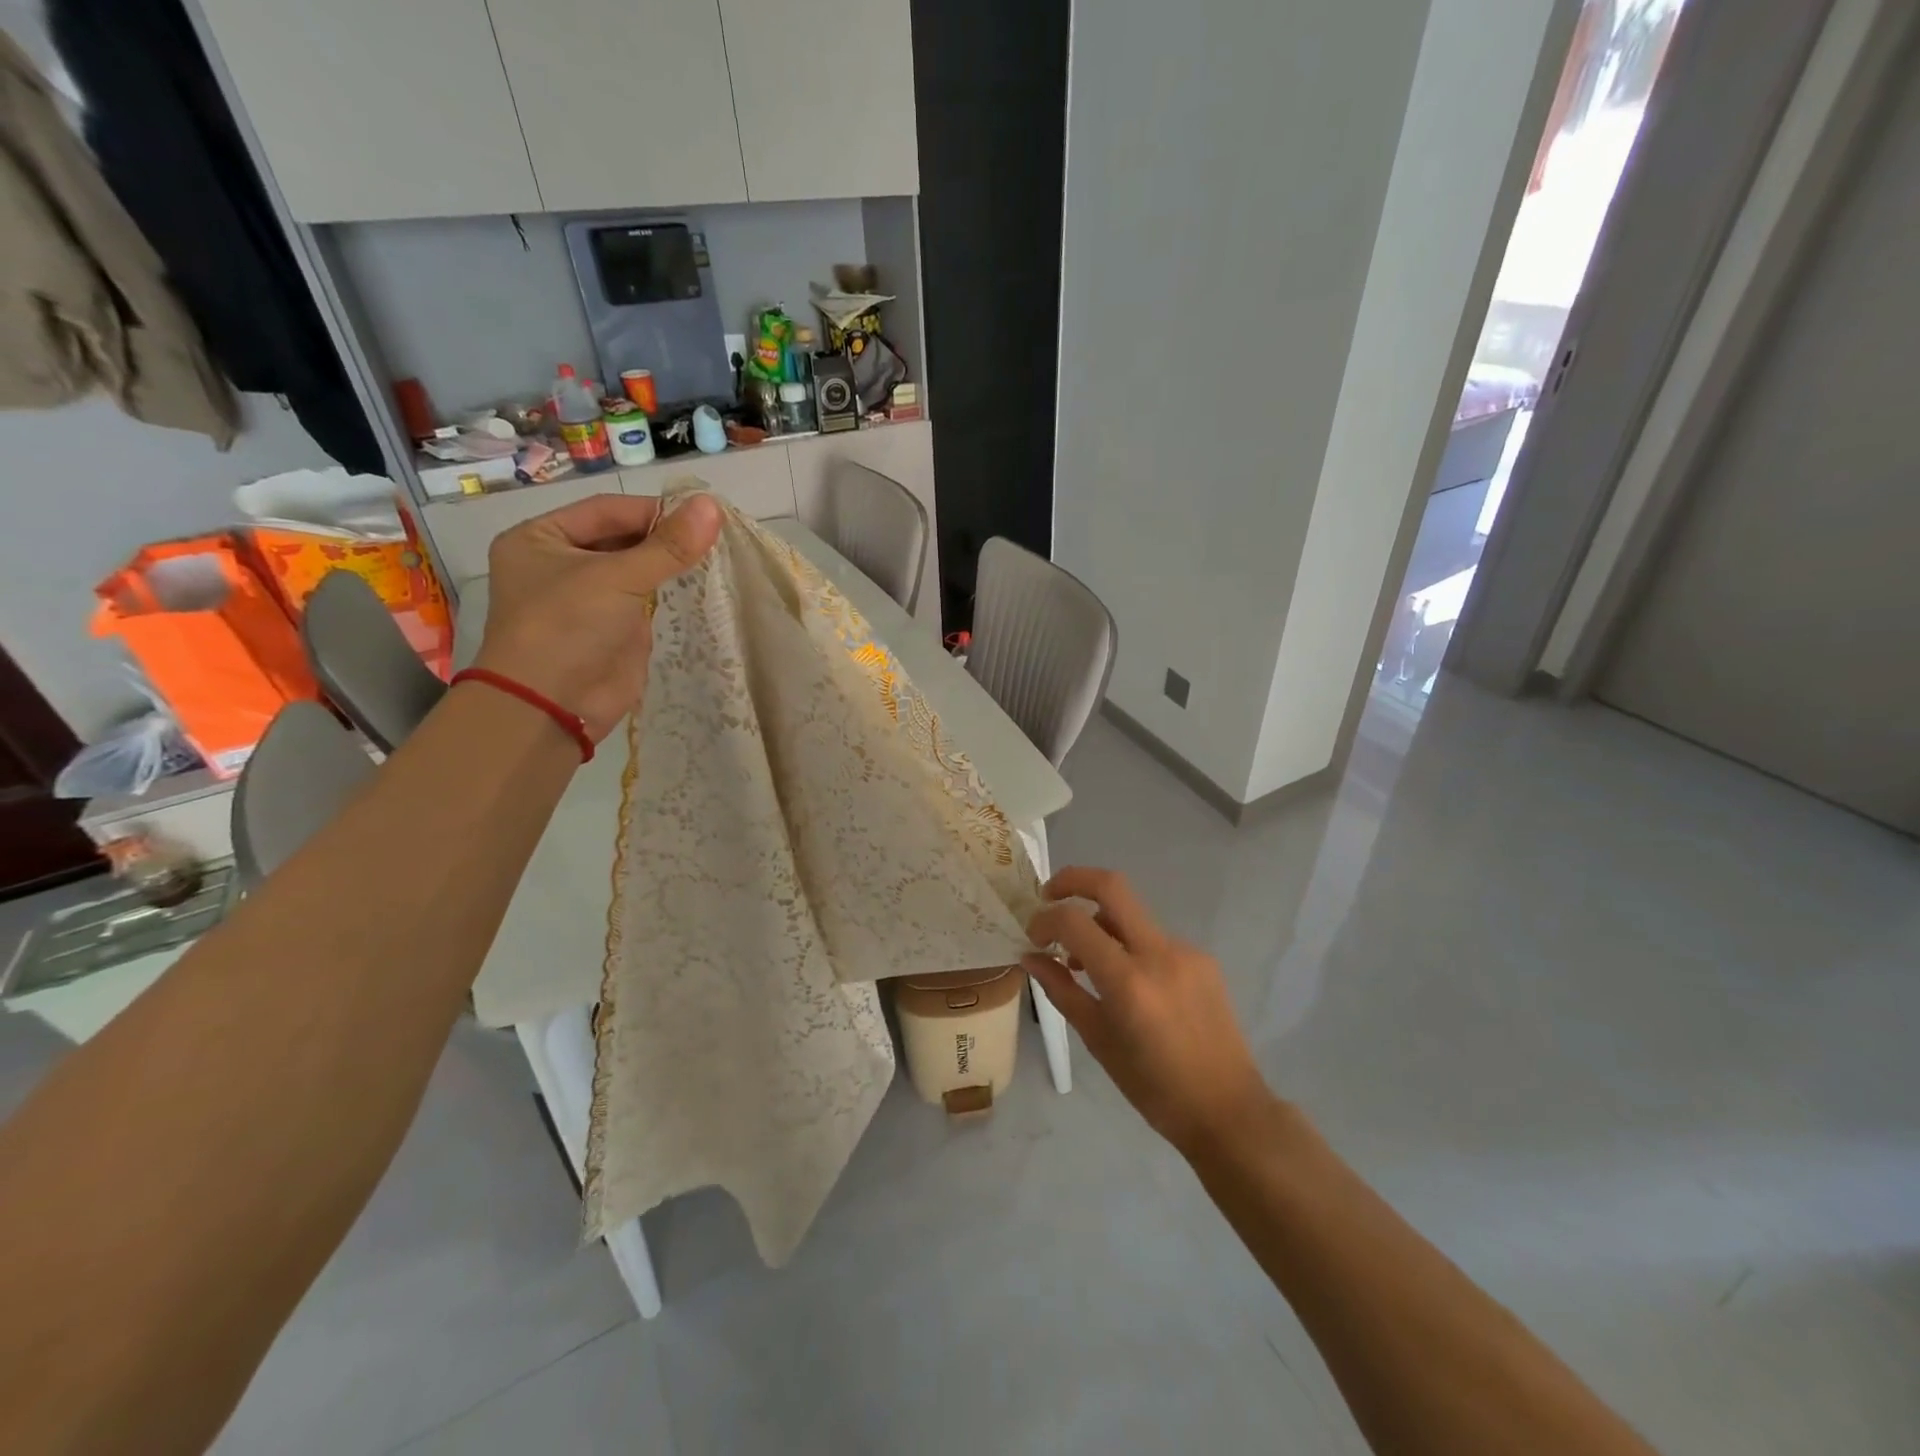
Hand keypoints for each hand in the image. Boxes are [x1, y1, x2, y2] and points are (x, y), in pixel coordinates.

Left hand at [473, 492, 721, 741]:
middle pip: (621, 538)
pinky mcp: (612, 629)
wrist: (553, 706)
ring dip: (669, 564)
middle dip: (663, 538)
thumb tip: (712, 505)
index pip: (606, 510)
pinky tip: (701, 585)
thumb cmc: (568, 627)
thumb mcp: (617, 578)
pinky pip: (645, 600)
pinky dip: (670, 592)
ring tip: (714, 556)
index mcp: (540, 538)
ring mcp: (587, 599)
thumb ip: (667, 546)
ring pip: (636, 570)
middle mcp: (560, 564)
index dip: (652, 511)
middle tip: (713, 535)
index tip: (700, 514)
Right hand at [1025, 867, 1274, 1155]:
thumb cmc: (1154, 1088)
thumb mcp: (1098, 1041)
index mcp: (1129, 981)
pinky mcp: (1202, 959)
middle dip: (1073, 880)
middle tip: (1048, 896)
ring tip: (1083, 961)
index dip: (1045, 920)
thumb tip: (1030, 957)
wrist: (1228, 1110)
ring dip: (1100, 921)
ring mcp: (1186, 952)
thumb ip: (1062, 990)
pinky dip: (1128, 945)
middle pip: (1112, 886)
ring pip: (1132, 914)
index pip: (1075, 922)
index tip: (1032, 936)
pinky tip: (1126, 982)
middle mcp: (1159, 954)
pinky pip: (1153, 938)